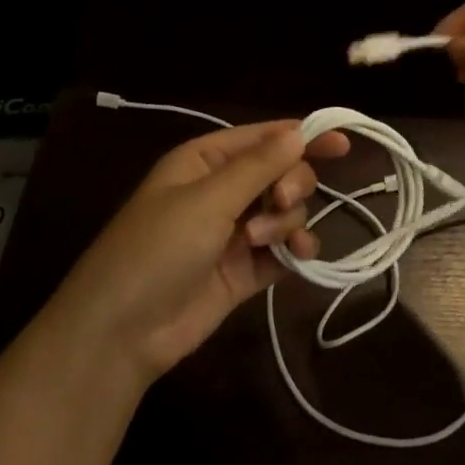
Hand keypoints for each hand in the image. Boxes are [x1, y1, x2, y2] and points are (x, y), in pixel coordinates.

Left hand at [48, 121, 349, 385]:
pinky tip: (299, 257)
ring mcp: (234, 231)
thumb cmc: (158, 248)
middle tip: (279, 201)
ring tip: (260, 243)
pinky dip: (294, 249)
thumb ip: (258, 167)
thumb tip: (298, 132)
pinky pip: (283, 248)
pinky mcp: (244, 270)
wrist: (122, 331)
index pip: (264, 138)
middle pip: (281, 172)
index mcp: (206, 160)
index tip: (342, 144)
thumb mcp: (207, 200)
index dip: (303, 137)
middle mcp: (223, 190)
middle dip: (290, 184)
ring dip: (285, 221)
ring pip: (285, 211)